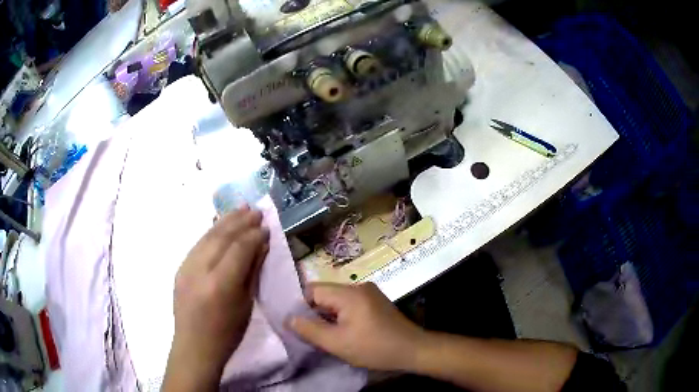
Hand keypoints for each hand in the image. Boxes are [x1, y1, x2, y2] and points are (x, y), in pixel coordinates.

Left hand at [163, 206, 269, 390]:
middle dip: (240, 221)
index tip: (266, 227)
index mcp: (220, 284)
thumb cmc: (227, 333)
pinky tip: (220, 223)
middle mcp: (200, 270)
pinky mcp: (180, 268)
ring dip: (225, 221)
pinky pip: (198, 244)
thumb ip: (252, 271)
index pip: (239, 248)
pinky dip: (211, 231)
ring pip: (208, 236)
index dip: (254, 235)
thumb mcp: (246, 305)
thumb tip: (261, 245)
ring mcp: (186, 267)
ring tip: (240, 208)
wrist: (195, 346)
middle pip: (222, 237)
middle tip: (256, 210)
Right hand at [288, 283, 425, 370]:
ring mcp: (369, 294)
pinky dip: (342, 317)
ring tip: (327, 335)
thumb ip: (309, 330)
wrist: (413, 350)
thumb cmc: (374, 348)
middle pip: (325, 294)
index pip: (312, 290)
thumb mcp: (337, 343)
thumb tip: (288, 318)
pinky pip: (349, 305)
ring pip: (336, 301)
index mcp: (349, 293)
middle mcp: (359, 286)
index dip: (301, 307)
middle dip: (315, 313)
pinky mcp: (375, 302)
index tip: (299, 326)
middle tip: (312, 334)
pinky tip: (344, 333)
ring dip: (329, 316)